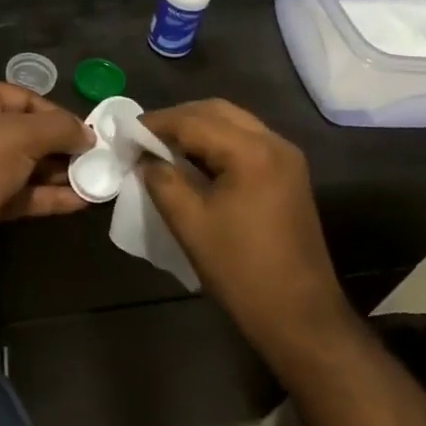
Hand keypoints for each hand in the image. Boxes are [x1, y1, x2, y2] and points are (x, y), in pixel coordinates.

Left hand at [0, 81, 93, 277]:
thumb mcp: (21, 134)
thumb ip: (59, 129)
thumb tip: (88, 134)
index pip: (22, 98)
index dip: (56, 113)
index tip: (87, 130)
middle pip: (26, 133)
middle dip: (62, 145)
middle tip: (97, 156)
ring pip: (26, 167)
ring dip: (60, 173)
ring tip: (97, 178)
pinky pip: (22, 194)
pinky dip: (49, 196)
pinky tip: (81, 201)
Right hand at [139, 100, 353, 365]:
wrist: (299, 314)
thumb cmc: (240, 270)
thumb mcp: (190, 224)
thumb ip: (162, 181)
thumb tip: (145, 158)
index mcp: (251, 151)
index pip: (194, 120)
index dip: (156, 123)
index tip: (126, 133)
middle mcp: (274, 143)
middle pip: (217, 111)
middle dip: (178, 119)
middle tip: (144, 138)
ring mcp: (287, 158)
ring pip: (234, 123)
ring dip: (198, 129)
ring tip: (164, 148)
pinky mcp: (289, 174)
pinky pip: (247, 142)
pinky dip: (218, 143)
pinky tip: (195, 162)